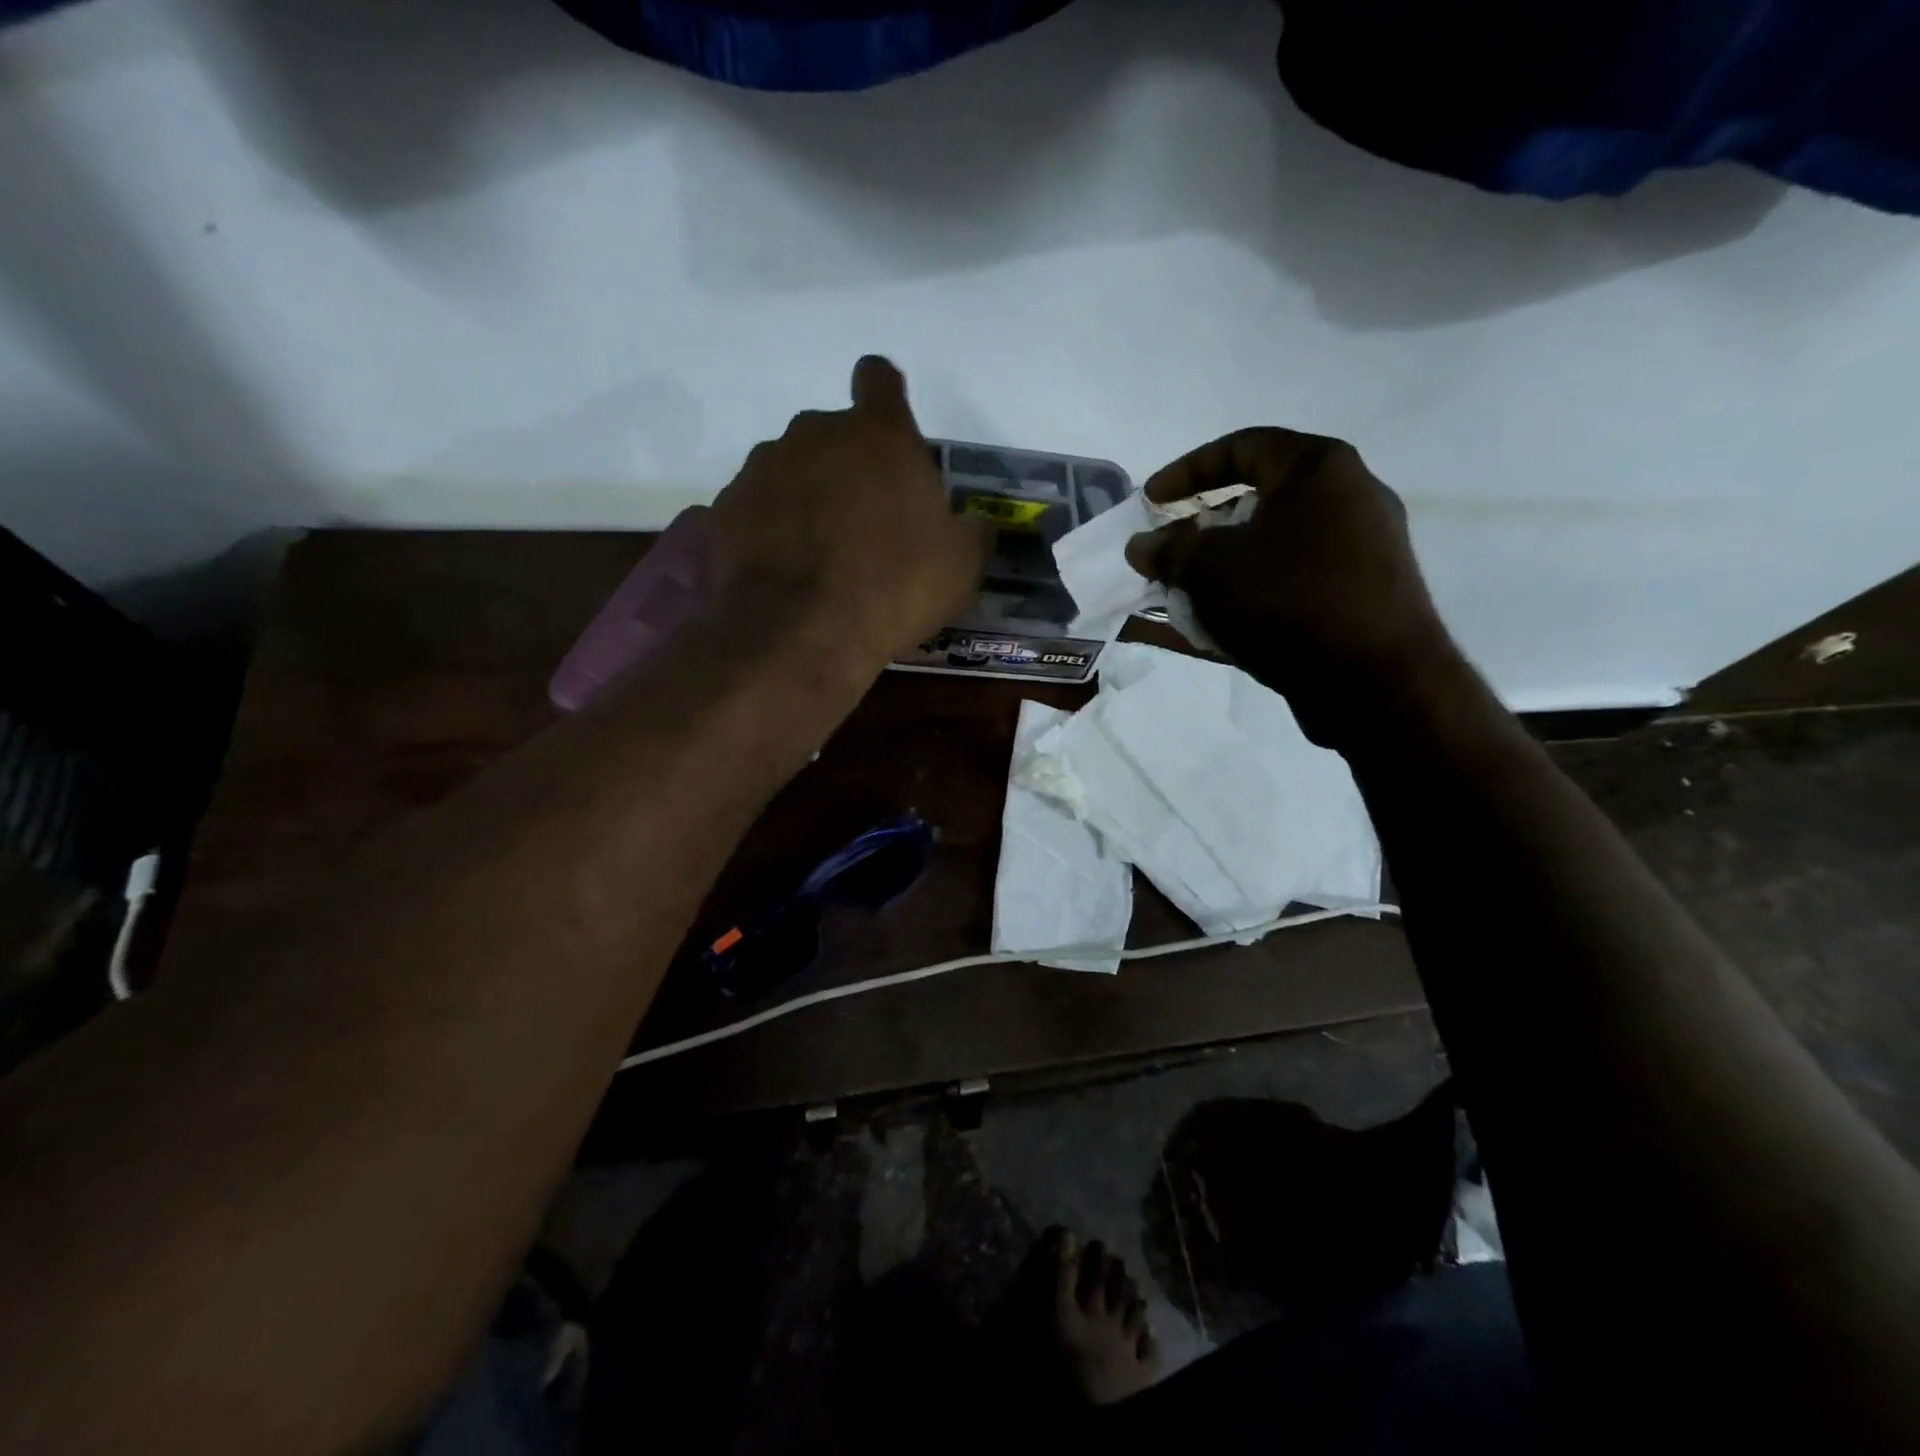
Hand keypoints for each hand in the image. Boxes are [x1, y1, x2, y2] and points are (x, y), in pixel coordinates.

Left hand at [709, 356, 988, 667]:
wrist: (801, 633)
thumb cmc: (895, 587)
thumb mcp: (961, 566)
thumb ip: (970, 531)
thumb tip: (972, 526)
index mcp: (880, 434)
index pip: (879, 379)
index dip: (885, 399)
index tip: (890, 438)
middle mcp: (815, 433)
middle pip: (833, 433)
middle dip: (848, 466)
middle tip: (864, 523)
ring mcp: (763, 468)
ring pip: (791, 469)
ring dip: (807, 498)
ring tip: (819, 556)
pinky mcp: (727, 507)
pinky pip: (757, 507)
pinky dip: (771, 529)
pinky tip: (784, 571)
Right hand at [1125, 427, 1460, 744]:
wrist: (1374, 681)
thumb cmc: (1288, 600)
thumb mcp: (1209, 568)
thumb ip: (1169, 551)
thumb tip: (1141, 545)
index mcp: (1318, 469)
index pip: (1241, 447)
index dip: (1186, 471)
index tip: (1150, 501)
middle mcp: (1346, 499)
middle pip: (1256, 501)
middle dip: (1200, 529)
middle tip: (1166, 552)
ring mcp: (1357, 552)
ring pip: (1268, 551)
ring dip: (1216, 570)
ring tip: (1177, 595)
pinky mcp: (1355, 600)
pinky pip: (1285, 588)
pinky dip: (1244, 600)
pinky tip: (1205, 628)